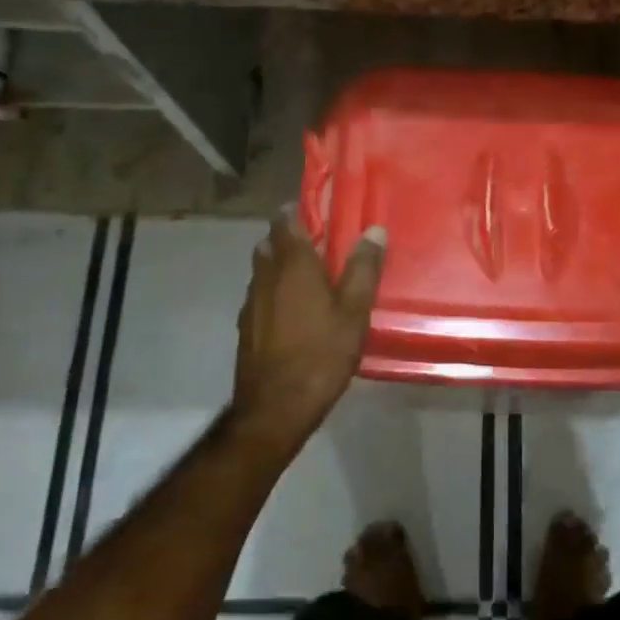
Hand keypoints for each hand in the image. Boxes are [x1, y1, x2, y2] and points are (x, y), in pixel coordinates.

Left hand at [231, 210, 386, 452]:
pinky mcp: (245, 327)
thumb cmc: (321, 353)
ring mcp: (251, 302)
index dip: (296, 211)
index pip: (284, 220)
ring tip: (308, 278)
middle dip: (288, 238)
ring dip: (280, 265)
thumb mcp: (354, 310)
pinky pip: (260, 295)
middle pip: (270, 243)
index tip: (316, 211)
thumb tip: (374, 230)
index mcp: (292, 264)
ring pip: (262, 270)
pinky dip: (274, 291)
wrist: (275, 408)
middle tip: (317, 245)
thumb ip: (364, 268)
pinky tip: (293, 312)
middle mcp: (265, 275)